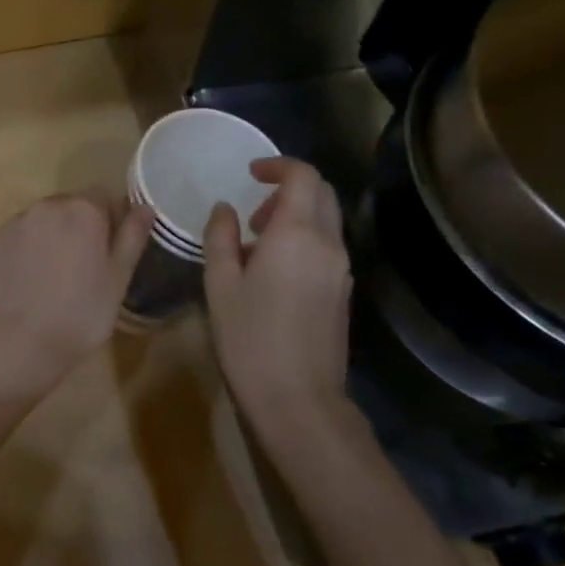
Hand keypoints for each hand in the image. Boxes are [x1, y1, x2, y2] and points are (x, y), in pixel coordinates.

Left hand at [0, 193, 153, 392]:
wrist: (17, 343)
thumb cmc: (80, 313)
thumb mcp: (119, 279)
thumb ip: (132, 236)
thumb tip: (144, 207)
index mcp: (83, 210)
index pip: (102, 197)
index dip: (108, 221)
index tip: (107, 252)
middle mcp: (46, 206)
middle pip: (68, 207)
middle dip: (76, 228)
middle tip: (80, 269)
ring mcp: (13, 223)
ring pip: (38, 223)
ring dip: (47, 239)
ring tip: (49, 280)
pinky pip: (13, 241)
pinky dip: (20, 254)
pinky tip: (24, 286)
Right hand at [203, 158, 351, 425]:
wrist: (298, 400)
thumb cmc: (250, 338)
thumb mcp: (220, 284)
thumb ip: (220, 237)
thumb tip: (224, 209)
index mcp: (297, 234)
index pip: (303, 176)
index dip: (278, 165)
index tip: (250, 174)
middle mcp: (328, 244)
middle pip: (321, 193)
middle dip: (289, 188)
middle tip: (254, 212)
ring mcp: (341, 270)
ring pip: (327, 221)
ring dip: (297, 215)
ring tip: (258, 244)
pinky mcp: (343, 293)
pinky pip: (328, 247)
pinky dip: (305, 239)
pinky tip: (275, 271)